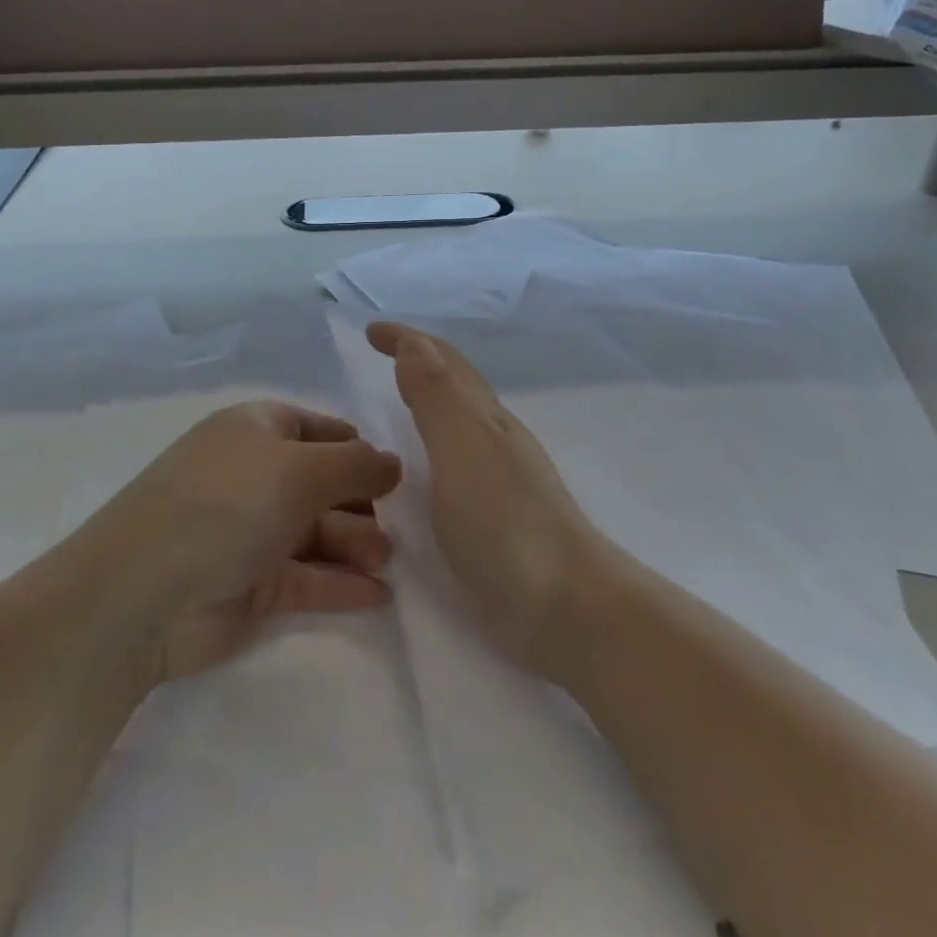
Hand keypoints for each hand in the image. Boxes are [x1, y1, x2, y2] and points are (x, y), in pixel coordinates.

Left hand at [85, 401, 400, 681]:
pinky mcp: (252, 585)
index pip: (317, 428)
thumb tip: (394, 463)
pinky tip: (379, 596)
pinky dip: (341, 584)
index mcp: (256, 431)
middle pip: (322, 482)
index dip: (355, 446)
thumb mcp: (299, 470)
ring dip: (357, 544)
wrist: (142, 596)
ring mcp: (251, 532)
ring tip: (386, 561)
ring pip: (318, 532)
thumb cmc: (226, 506)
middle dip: (362, 502)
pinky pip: (308, 577)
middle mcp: (254, 476)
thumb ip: (357, 464)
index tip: (393, 471)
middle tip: (397, 526)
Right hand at [367, 322, 608, 681]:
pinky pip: (453, 464)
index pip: (443, 362)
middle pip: (456, 385)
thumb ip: (437, 395)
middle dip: (419, 361)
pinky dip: (431, 447)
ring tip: (395, 402)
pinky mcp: (492, 522)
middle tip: (382, 354)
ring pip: (457, 423)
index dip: (408, 340)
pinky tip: (421, 470)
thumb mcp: (463, 446)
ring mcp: (497, 481)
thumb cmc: (506, 521)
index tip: (371, 330)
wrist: (564, 606)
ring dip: (428, 401)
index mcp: (484, 418)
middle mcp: (493, 440)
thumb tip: (416, 342)